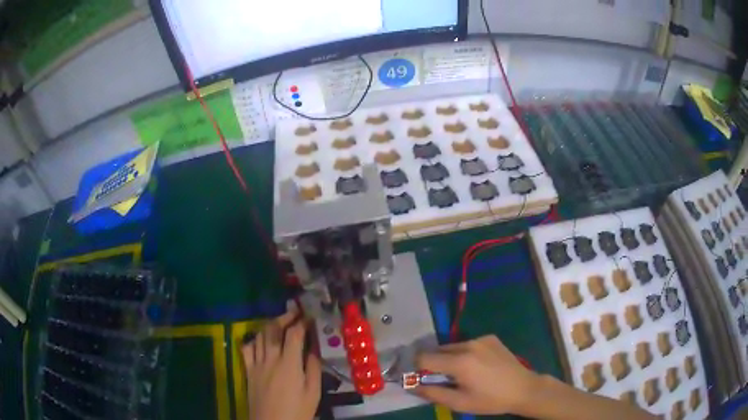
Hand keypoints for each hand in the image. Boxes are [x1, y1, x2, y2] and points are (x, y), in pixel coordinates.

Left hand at [242, 304, 320, 419]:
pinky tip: (260, 340)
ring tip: (280, 323)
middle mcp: (270, 358)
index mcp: (289, 364)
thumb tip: (314, 348)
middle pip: (273, 329)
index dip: (302, 322)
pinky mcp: (248, 370)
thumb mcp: (313, 392)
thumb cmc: (297, 411)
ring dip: (270, 325)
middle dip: (284, 317)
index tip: (310, 317)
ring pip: (260, 335)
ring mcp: (256, 363)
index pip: (294, 334)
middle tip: (295, 313)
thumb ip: (313, 368)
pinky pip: (247, 348)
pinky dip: (254, 339)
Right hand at [415, 335, 538, 414]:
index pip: (424, 358)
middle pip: (437, 350)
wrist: (523, 389)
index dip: (417, 368)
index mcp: (459, 362)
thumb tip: (412, 386)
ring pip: (453, 347)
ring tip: (462, 373)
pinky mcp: (490, 338)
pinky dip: (465, 353)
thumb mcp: (460, 403)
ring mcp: (481, 339)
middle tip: (442, 379)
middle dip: (434, 364)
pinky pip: (468, 344)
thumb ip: (433, 393)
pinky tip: (478, 366)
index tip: (418, 377)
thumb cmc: (490, 400)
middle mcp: (468, 345)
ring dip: (449, 358)